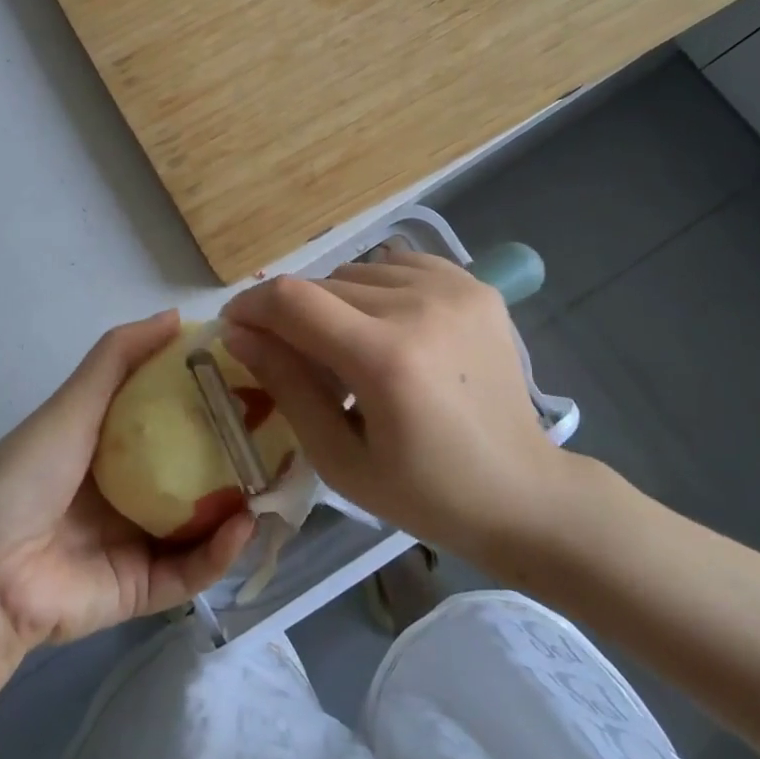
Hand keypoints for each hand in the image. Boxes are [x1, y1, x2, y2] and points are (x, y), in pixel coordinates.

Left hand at [0, 311, 254, 652]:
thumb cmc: (30, 472)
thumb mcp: (75, 402)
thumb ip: (120, 357)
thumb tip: (177, 315)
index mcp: (111, 445)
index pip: (173, 418)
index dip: (212, 401)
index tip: (254, 382)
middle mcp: (129, 489)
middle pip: (194, 471)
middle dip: (236, 456)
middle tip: (281, 436)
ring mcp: (137, 541)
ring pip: (202, 523)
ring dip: (239, 505)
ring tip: (276, 481)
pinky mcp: (141, 589)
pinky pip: (191, 570)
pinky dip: (220, 552)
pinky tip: (243, 524)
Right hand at [220, 252, 581, 573]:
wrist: (524, 492)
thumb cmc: (425, 493)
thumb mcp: (339, 458)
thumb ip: (285, 386)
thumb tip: (237, 334)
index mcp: (386, 359)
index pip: (292, 300)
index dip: (251, 306)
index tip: (235, 327)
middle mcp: (420, 307)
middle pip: (321, 285)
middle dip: (293, 317)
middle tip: (300, 361)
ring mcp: (454, 289)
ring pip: (357, 273)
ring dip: (337, 305)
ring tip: (352, 349)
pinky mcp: (474, 285)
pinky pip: (397, 265)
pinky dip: (377, 289)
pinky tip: (390, 327)